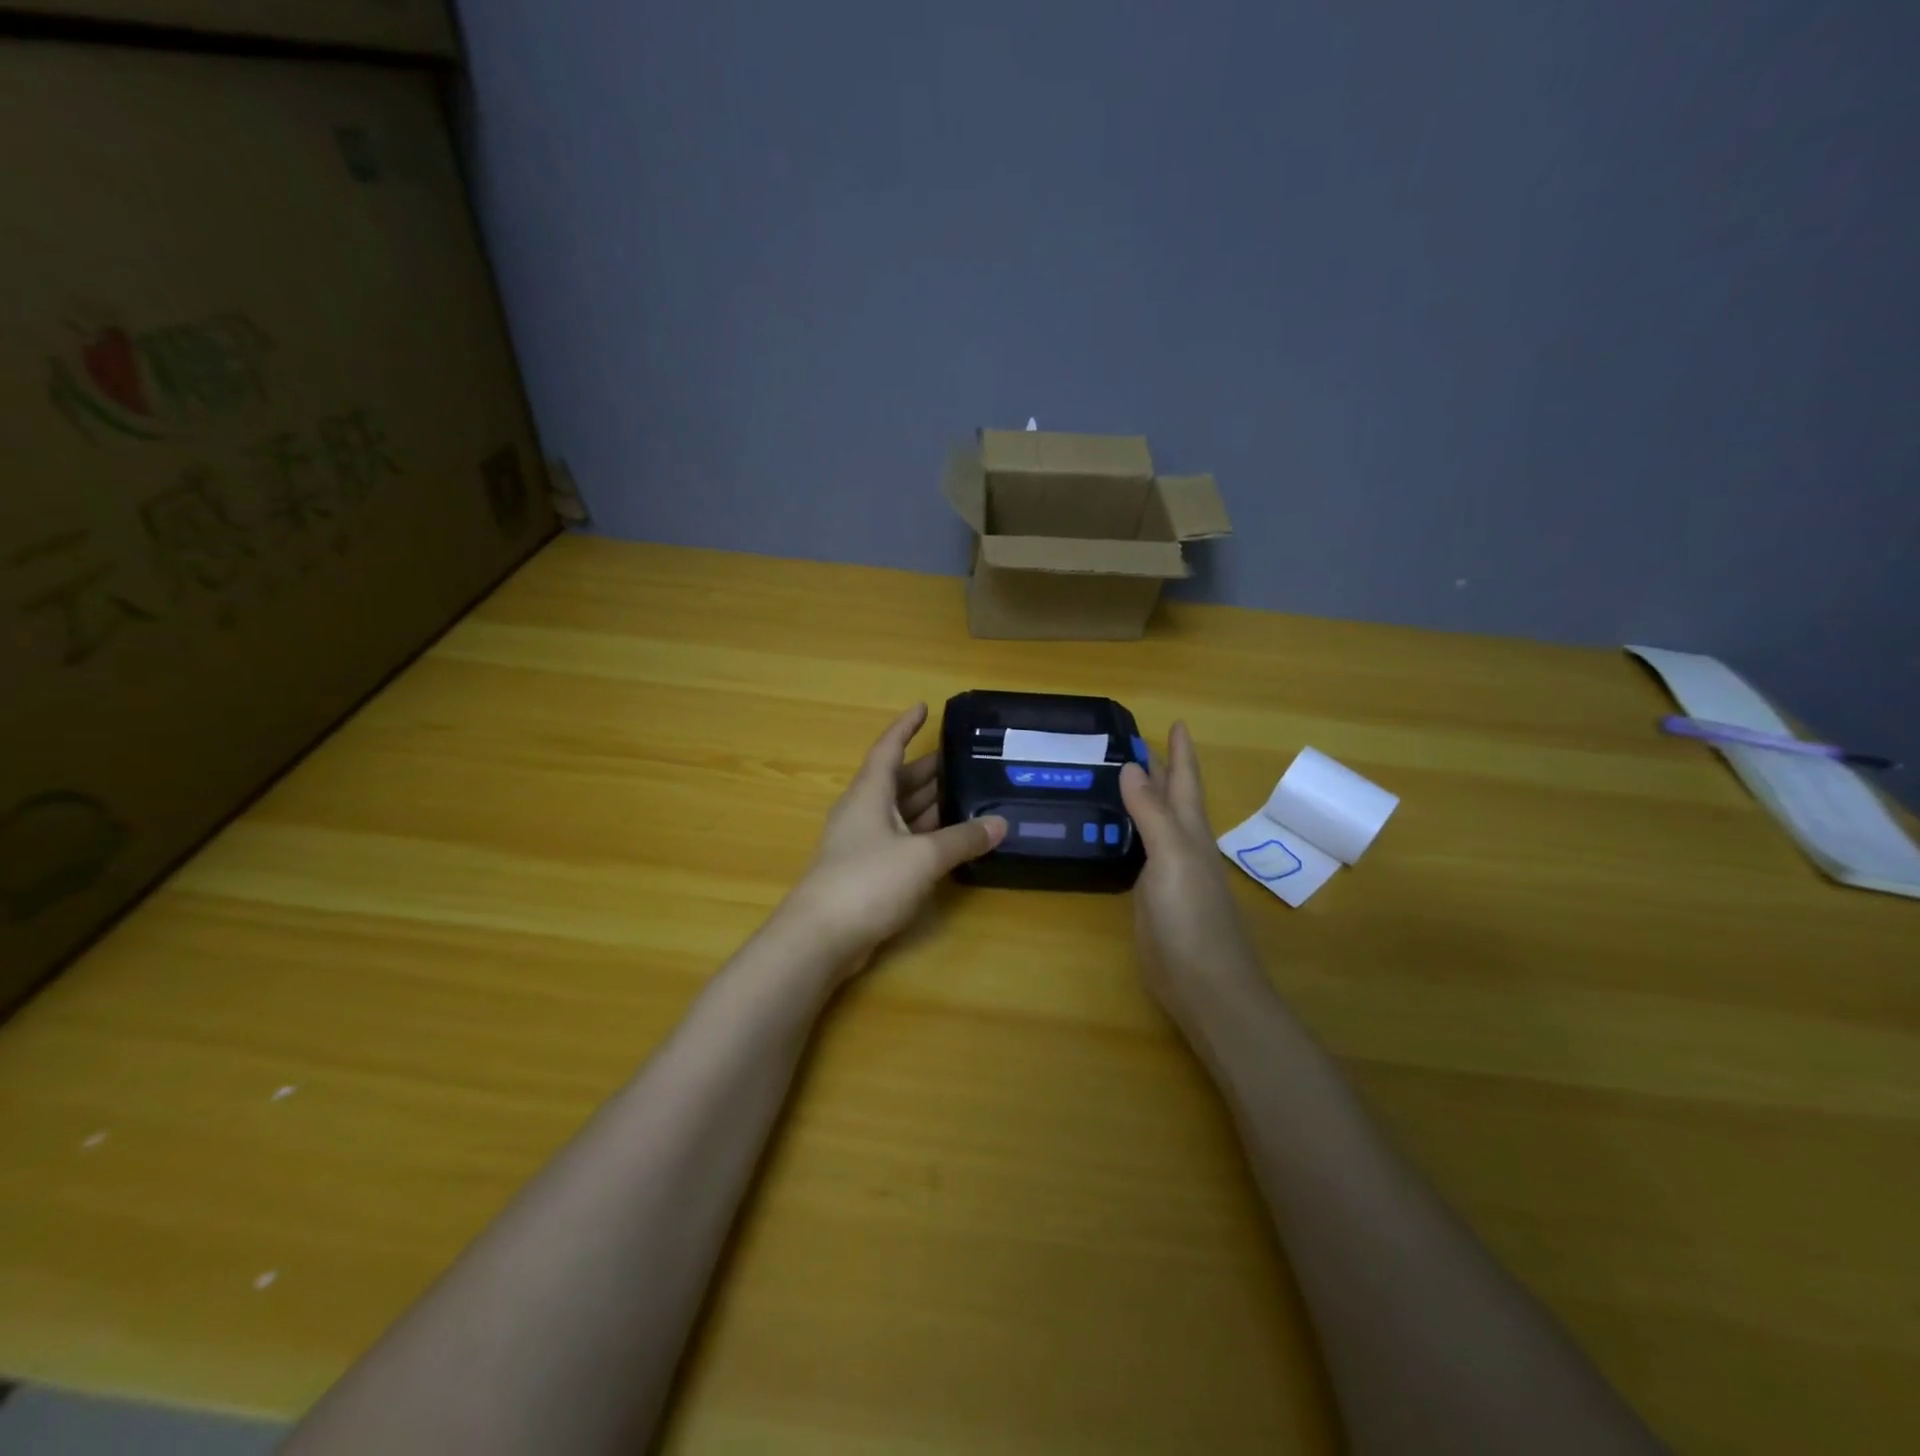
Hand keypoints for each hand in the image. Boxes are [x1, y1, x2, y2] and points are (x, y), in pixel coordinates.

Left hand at [783, 704, 1005, 977]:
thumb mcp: (923, 856)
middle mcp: (864, 811)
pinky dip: (925, 836)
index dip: (906, 727)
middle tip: (967, 760)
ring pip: (902, 813)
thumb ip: (963, 838)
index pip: (889, 748)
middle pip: (899, 781)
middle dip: (930, 769)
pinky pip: (901, 841)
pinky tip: (950, 840)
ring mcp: (863, 843)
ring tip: (969, 795)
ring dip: (931, 804)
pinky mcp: (867, 872)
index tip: (924, 707)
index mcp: (870, 793)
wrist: (821, 937)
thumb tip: (1001, 823)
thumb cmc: (868, 880)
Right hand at [1119, 722, 1267, 1025]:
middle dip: (1161, 769)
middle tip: (1135, 743)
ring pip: (1155, 824)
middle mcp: (1182, 846)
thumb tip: (1133, 767)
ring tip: (1119, 778)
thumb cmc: (1191, 917)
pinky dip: (1128, 834)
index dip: (1181, 752)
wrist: (1204, 984)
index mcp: (1190, 832)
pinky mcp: (1152, 898)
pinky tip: (1115, 834)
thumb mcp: (1172, 857)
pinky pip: (1139, 853)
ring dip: (1143, 800)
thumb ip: (1152, 813)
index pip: (1186, 781)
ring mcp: (1168, 874)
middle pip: (1172, 799)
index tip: (1175, 722)